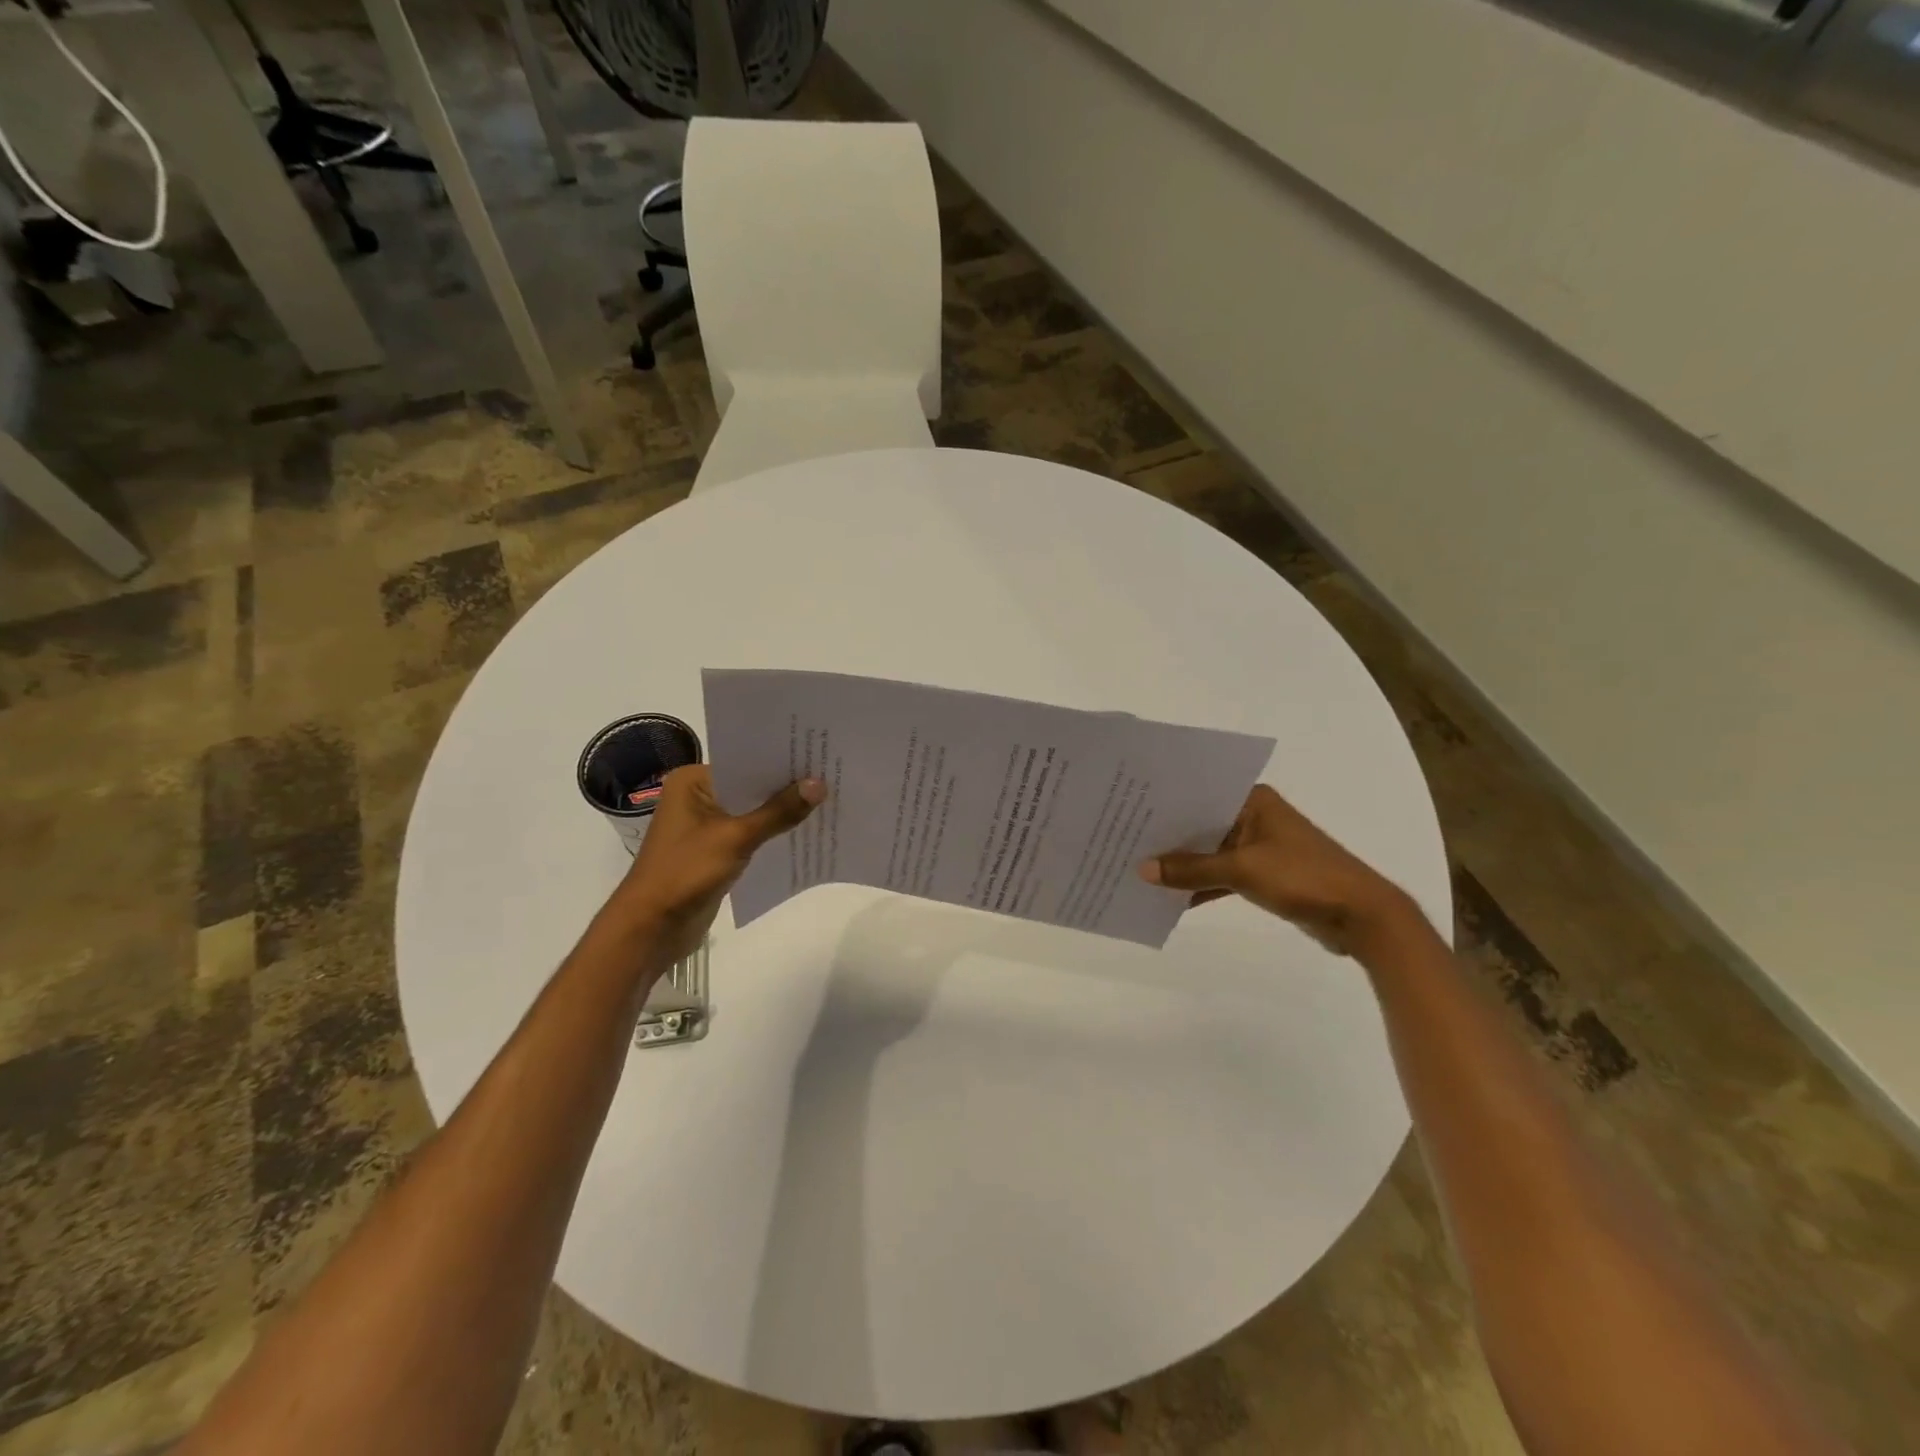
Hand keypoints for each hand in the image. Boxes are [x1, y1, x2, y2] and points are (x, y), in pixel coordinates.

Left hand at [608, 764, 824, 964]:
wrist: (651, 928)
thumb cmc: (685, 872)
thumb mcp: (736, 838)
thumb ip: (778, 812)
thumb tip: (819, 785)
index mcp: (692, 782)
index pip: (744, 761)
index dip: (780, 760)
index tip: (817, 754)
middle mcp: (697, 797)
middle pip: (750, 786)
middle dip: (785, 787)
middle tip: (830, 775)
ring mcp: (705, 825)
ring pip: (752, 811)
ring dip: (781, 812)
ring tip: (826, 801)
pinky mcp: (715, 850)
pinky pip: (750, 834)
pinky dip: (771, 833)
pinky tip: (804, 831)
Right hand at [1139, 784, 1417, 957]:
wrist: (1361, 917)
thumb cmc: (1303, 877)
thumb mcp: (1242, 870)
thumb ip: (1192, 870)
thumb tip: (1143, 870)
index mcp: (1252, 800)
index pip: (1198, 794)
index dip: (1164, 804)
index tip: (1128, 810)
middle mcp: (1253, 817)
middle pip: (1200, 823)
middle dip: (1167, 837)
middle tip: (1124, 841)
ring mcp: (1258, 846)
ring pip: (1209, 851)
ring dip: (1183, 865)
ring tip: (1139, 870)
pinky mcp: (1263, 874)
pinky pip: (1221, 874)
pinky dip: (1201, 885)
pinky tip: (1171, 899)